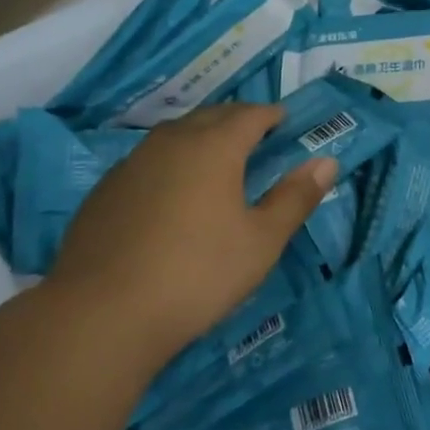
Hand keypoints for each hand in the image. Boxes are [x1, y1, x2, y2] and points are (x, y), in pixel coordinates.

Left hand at [40, 104, 335, 365]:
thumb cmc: (197, 274)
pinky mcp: (105, 190)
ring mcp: (132, 163)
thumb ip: (295, 198)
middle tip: (256, 137)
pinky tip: (169, 194)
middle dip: (237, 120)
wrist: (101, 314)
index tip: (284, 122)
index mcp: (214, 146)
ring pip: (175, 135)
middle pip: (211, 116)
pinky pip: (147, 160)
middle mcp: (172, 141)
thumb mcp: (261, 242)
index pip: (250, 115)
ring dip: (200, 137)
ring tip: (215, 160)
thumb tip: (327, 162)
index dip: (271, 115)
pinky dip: (169, 163)